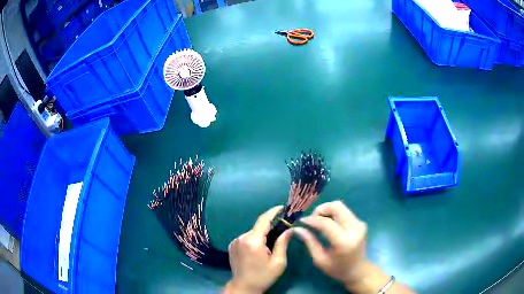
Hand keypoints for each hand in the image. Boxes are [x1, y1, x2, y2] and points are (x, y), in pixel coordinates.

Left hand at [223, 206, 292, 293]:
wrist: (243, 287)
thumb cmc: (263, 276)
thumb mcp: (278, 262)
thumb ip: (283, 243)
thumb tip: (290, 229)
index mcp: (253, 241)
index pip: (263, 220)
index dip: (273, 212)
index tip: (282, 207)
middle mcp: (242, 238)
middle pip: (258, 227)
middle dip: (270, 227)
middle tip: (282, 231)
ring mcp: (235, 241)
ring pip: (253, 232)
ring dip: (262, 235)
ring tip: (270, 246)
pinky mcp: (232, 245)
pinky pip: (246, 237)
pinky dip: (254, 239)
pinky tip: (259, 249)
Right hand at [294, 201, 412, 293]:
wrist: (360, 271)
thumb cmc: (339, 270)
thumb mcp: (321, 259)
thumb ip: (310, 242)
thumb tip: (298, 229)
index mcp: (343, 241)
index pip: (324, 222)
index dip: (311, 219)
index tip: (301, 221)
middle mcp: (354, 228)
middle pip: (336, 207)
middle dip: (321, 209)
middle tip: (312, 218)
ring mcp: (360, 224)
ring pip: (341, 207)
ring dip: (328, 210)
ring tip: (319, 220)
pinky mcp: (361, 223)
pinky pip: (346, 212)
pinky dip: (335, 214)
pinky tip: (329, 223)